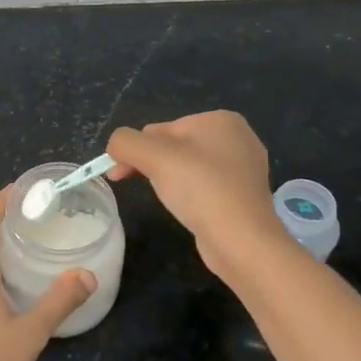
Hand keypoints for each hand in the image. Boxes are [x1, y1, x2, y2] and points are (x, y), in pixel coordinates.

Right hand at [107, 111, 284, 277]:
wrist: (242, 240)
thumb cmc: (200, 189)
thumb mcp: (152, 156)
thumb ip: (125, 142)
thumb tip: (115, 146)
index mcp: (220, 119)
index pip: (161, 129)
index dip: (137, 150)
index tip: (120, 174)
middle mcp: (237, 137)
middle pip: (175, 146)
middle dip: (153, 164)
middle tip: (142, 187)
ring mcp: (245, 168)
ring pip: (189, 167)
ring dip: (171, 180)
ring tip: (172, 201)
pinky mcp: (245, 195)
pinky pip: (206, 186)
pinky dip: (192, 195)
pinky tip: (191, 210)